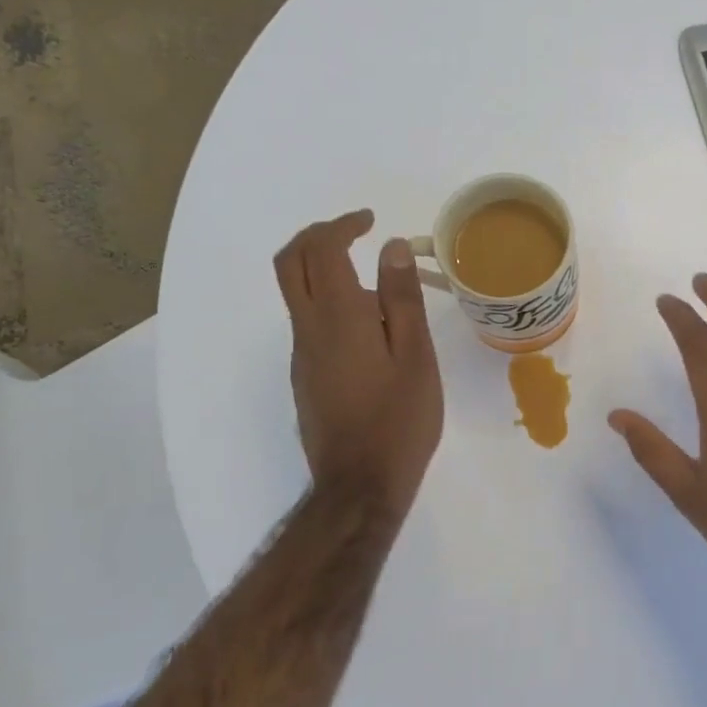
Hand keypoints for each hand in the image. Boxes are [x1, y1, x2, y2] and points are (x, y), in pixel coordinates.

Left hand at [276, 210, 443, 517]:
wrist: (360, 484)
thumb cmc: (398, 419)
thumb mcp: (415, 356)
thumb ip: (402, 298)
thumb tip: (392, 247)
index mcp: (338, 317)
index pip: (322, 250)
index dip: (342, 225)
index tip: (369, 222)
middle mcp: (308, 329)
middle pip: (291, 263)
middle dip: (317, 237)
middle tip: (353, 233)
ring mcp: (302, 355)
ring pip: (299, 295)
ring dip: (327, 273)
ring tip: (383, 294)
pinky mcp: (304, 377)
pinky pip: (310, 325)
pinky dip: (331, 305)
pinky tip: (373, 335)